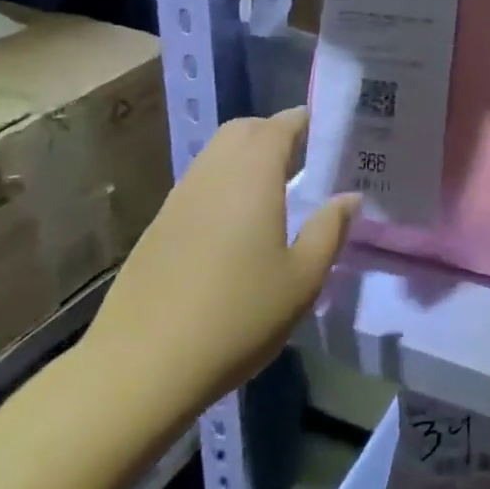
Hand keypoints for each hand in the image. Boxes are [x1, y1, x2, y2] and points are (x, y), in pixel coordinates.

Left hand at [80, 108, 357, 434]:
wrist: (140, 368)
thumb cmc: (237, 318)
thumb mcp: (302, 280)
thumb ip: (329, 230)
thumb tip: (348, 197)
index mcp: (252, 177)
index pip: (278, 126)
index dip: (303, 120)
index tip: (327, 129)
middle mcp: (212, 176)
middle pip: (241, 130)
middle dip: (273, 131)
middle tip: (304, 156)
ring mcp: (178, 200)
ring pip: (215, 155)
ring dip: (245, 156)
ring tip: (275, 188)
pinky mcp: (158, 228)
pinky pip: (199, 184)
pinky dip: (223, 183)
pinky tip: (237, 223)